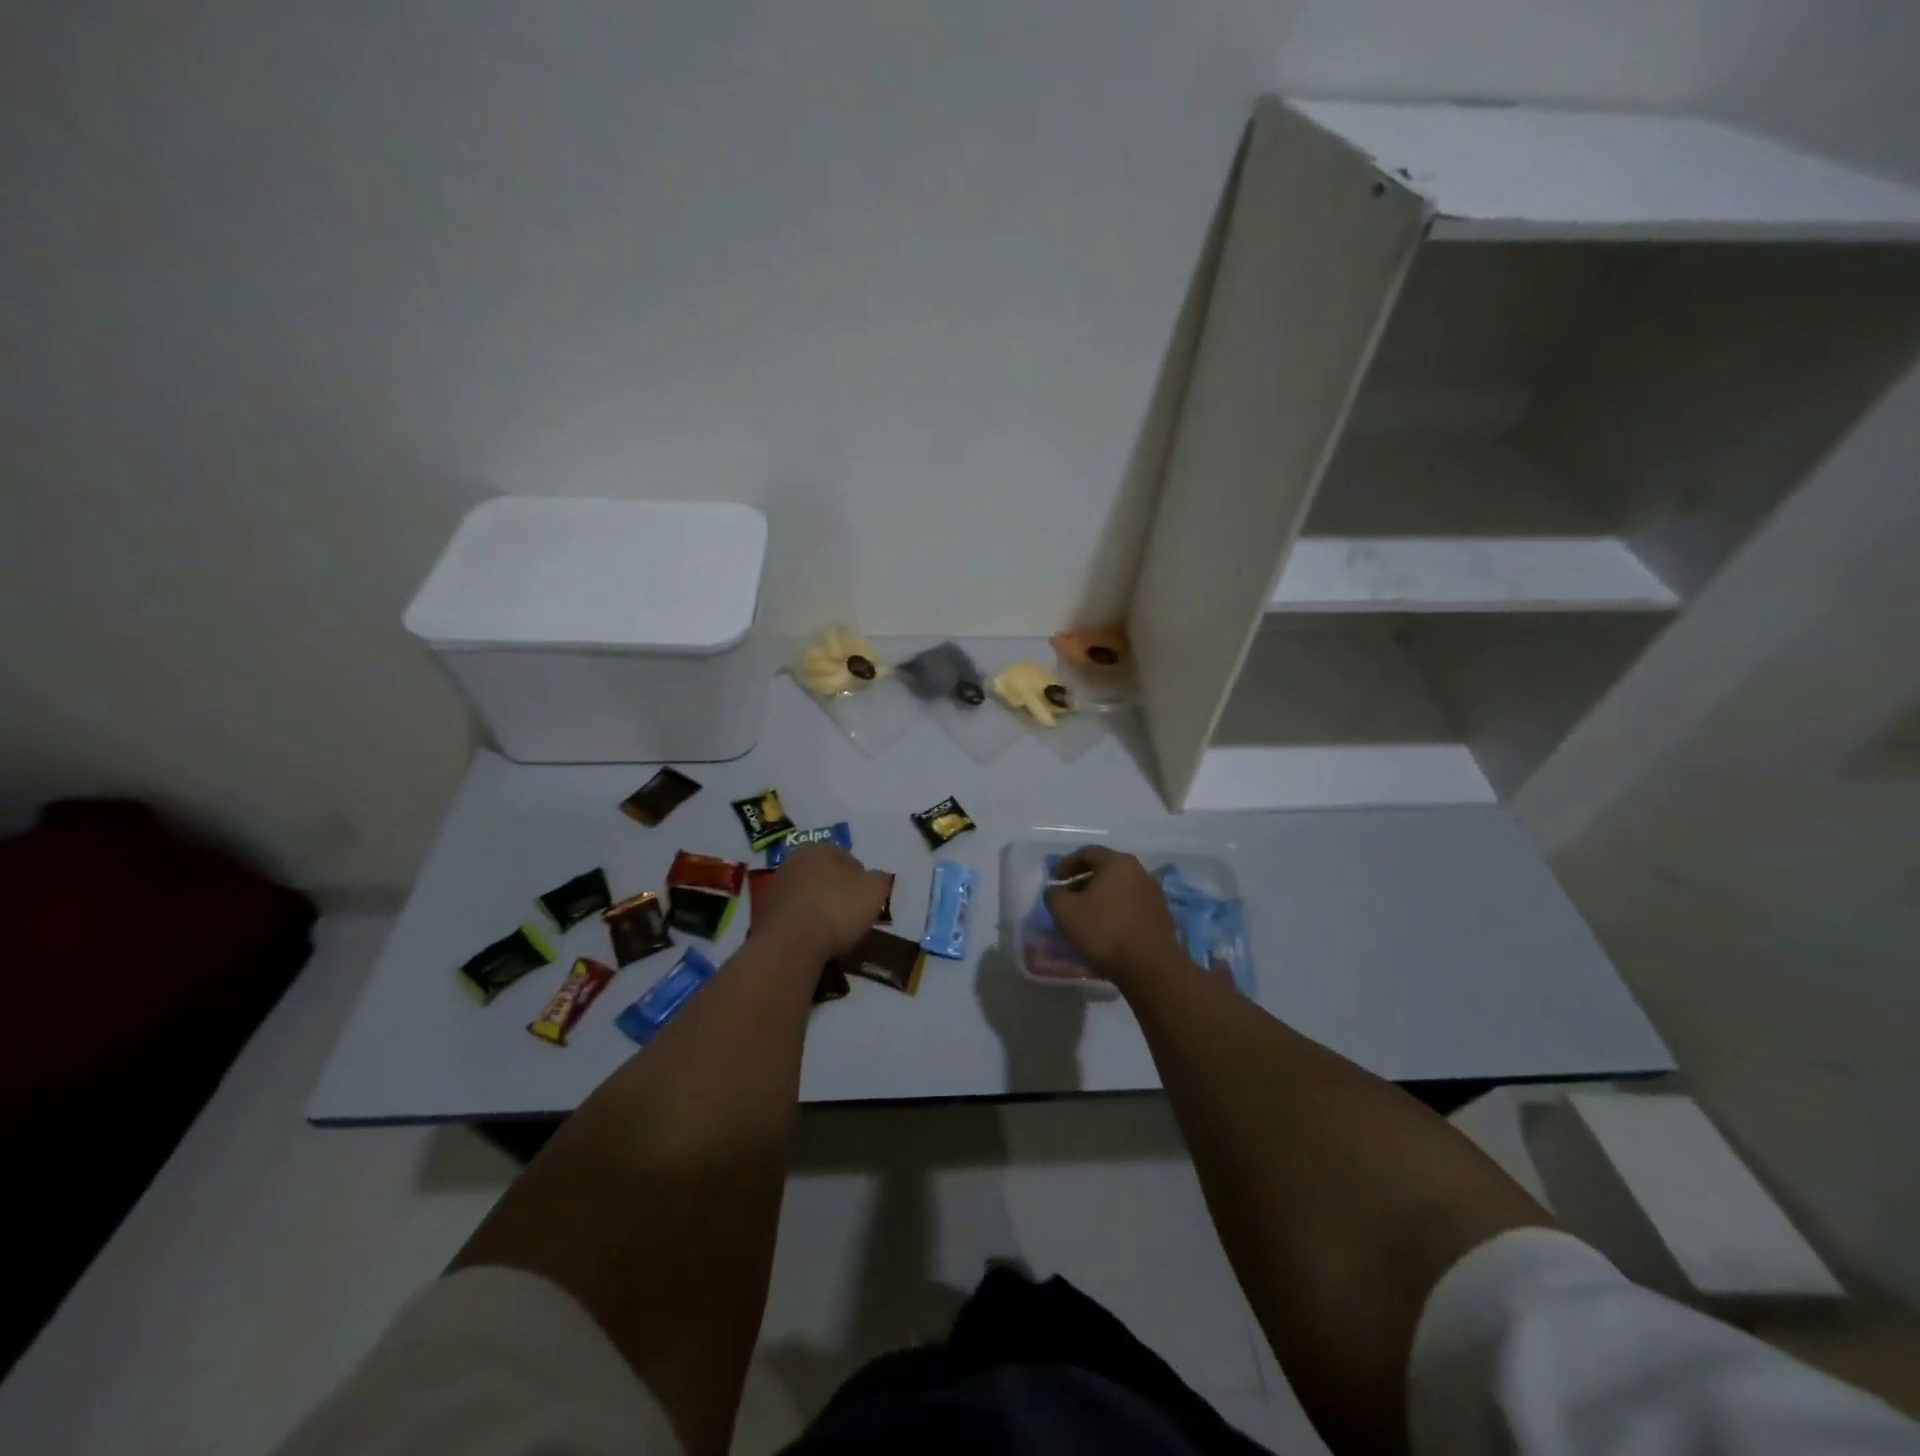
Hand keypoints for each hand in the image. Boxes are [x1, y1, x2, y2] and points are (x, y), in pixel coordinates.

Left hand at [758, 844, 892, 959]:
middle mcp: (793, 861)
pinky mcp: (763, 915)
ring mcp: (775, 888)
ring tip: (832, 931)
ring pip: (807, 895)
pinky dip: (804, 924)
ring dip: (819, 907)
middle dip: (837, 891)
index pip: (848, 858)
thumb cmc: (836, 908)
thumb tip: (876, 879)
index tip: (867, 900)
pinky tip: (813, 940)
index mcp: (819, 848)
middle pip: (824, 875)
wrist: (790, 944)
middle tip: (851, 914)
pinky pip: (793, 916)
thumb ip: (880, 879)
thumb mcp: (874, 891)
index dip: (861, 879)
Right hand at [1043, 846, 1180, 984]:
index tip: (1053, 880)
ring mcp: (1153, 894)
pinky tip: (1104, 929)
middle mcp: (1140, 872)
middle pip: (1105, 870)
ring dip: (1099, 898)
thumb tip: (1056, 891)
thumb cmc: (1104, 931)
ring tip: (1084, 916)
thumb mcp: (1065, 912)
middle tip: (1066, 898)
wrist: (1150, 967)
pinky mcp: (1160, 916)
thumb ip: (1054, 895)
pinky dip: (1114, 911)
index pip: (1087, 853)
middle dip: (1082, 882)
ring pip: (1119, 889)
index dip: (1065, 864)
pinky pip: (1130, 905)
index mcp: (1118, 863)